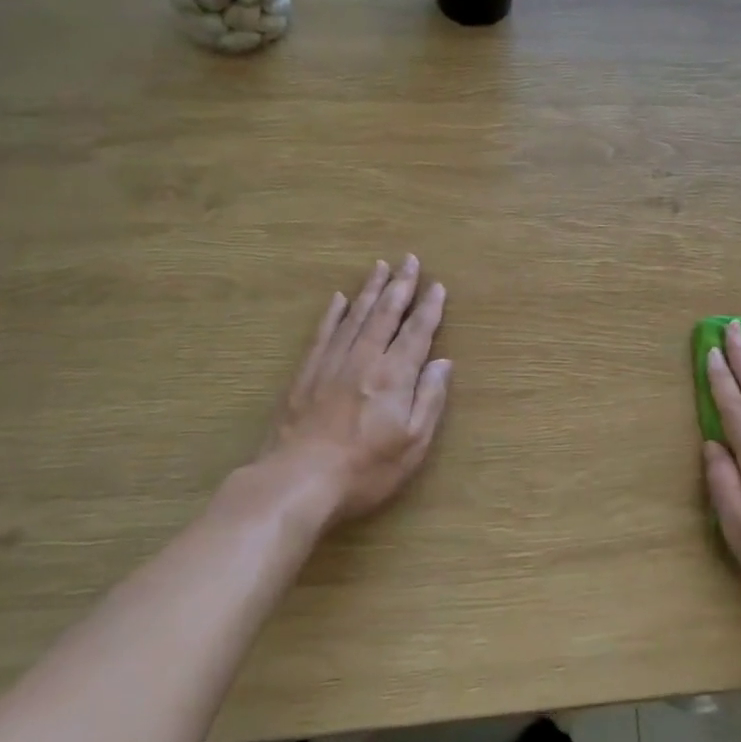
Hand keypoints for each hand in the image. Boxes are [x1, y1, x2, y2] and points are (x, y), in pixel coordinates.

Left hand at [244, 256, 451, 529]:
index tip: (437, 285)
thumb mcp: (412, 442)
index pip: (417, 332)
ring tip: (380, 267)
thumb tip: (443, 362)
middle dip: (400, 285)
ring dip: (370, 290)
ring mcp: (331, 364)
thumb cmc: (365, 468)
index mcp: (394, 375)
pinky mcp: (305, 375)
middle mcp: (364, 359)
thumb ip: (430, 398)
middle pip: (385, 314)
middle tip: (410, 259)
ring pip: (355, 317)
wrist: (297, 481)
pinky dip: (333, 314)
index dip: (429, 308)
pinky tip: (338, 299)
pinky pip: (322, 333)